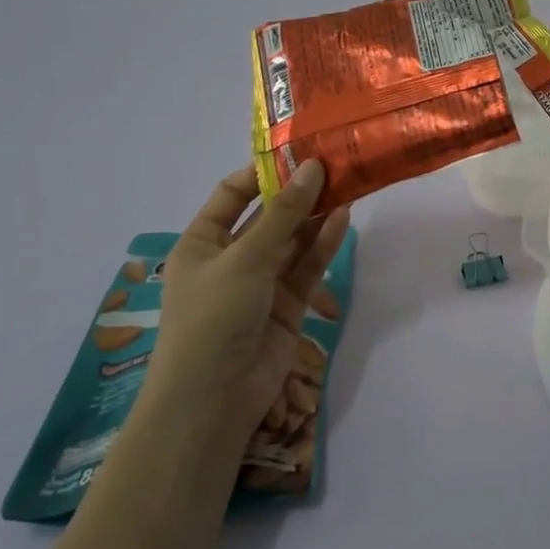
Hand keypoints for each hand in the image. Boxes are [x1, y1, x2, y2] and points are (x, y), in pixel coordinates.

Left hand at [153, 158, 350, 436]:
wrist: (215, 398)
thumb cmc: (213, 317)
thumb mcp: (245, 258)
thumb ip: (284, 214)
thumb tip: (313, 168)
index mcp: (202, 243)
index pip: (232, 195)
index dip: (263, 172)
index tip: (299, 150)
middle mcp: (231, 257)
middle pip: (269, 216)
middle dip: (298, 193)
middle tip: (335, 163)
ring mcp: (261, 281)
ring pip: (293, 240)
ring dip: (316, 215)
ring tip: (347, 184)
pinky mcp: (288, 304)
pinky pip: (307, 266)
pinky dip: (324, 244)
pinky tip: (343, 219)